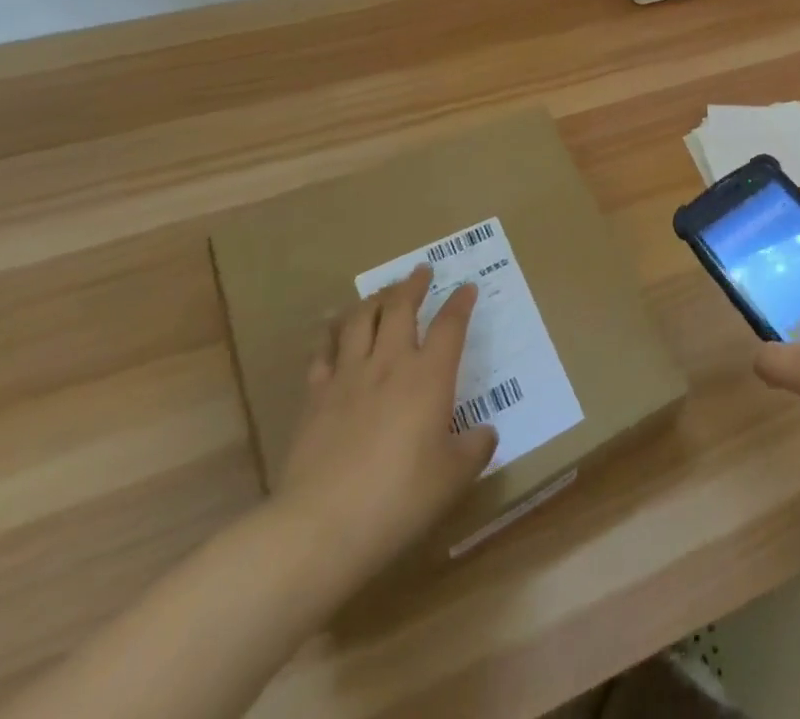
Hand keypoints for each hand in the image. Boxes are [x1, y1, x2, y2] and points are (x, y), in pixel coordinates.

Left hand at [273, 266, 497, 589]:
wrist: (320, 527)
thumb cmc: (399, 498)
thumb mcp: (453, 478)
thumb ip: (475, 448)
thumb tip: (485, 432)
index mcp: (429, 376)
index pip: (450, 325)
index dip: (460, 302)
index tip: (467, 288)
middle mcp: (389, 364)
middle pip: (399, 308)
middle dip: (412, 285)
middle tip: (421, 271)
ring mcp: (348, 378)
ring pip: (359, 320)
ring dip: (373, 299)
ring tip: (382, 293)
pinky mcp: (314, 399)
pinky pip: (323, 353)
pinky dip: (331, 333)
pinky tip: (332, 328)